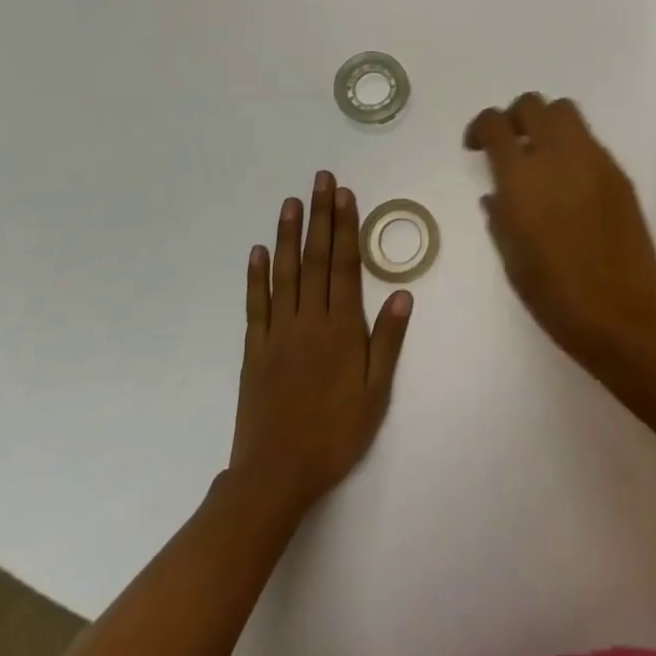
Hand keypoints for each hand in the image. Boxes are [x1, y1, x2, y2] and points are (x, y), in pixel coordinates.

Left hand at [226, 172, 411, 518]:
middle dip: (320, 216)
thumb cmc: (335, 434)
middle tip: (320, 180)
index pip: (344, 265)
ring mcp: (278, 332)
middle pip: (316, 258)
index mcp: (341, 328)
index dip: (345, 227)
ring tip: (291, 202)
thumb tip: (401, 294)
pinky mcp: (254, 349)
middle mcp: (309, 319)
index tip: (345, 195)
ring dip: (289, 235)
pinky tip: (258, 251)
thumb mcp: (375, 393)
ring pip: (285, 273)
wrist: (276, 475)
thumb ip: (387, 342)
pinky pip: (255, 305)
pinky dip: (256, 276)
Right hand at [464, 93, 655, 365]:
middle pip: (532, 104)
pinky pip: (589, 141)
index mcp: (520, 177)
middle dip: (515, 117)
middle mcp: (556, 155)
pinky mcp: (617, 171)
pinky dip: (573, 147)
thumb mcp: (511, 258)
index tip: (477, 147)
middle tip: (511, 145)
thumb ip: (500, 215)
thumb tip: (496, 193)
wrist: (623, 311)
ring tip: (543, 157)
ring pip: (565, 111)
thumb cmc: (556, 295)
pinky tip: (571, 182)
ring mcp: (592, 159)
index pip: (494, 123)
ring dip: (547, 124)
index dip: (480, 127)